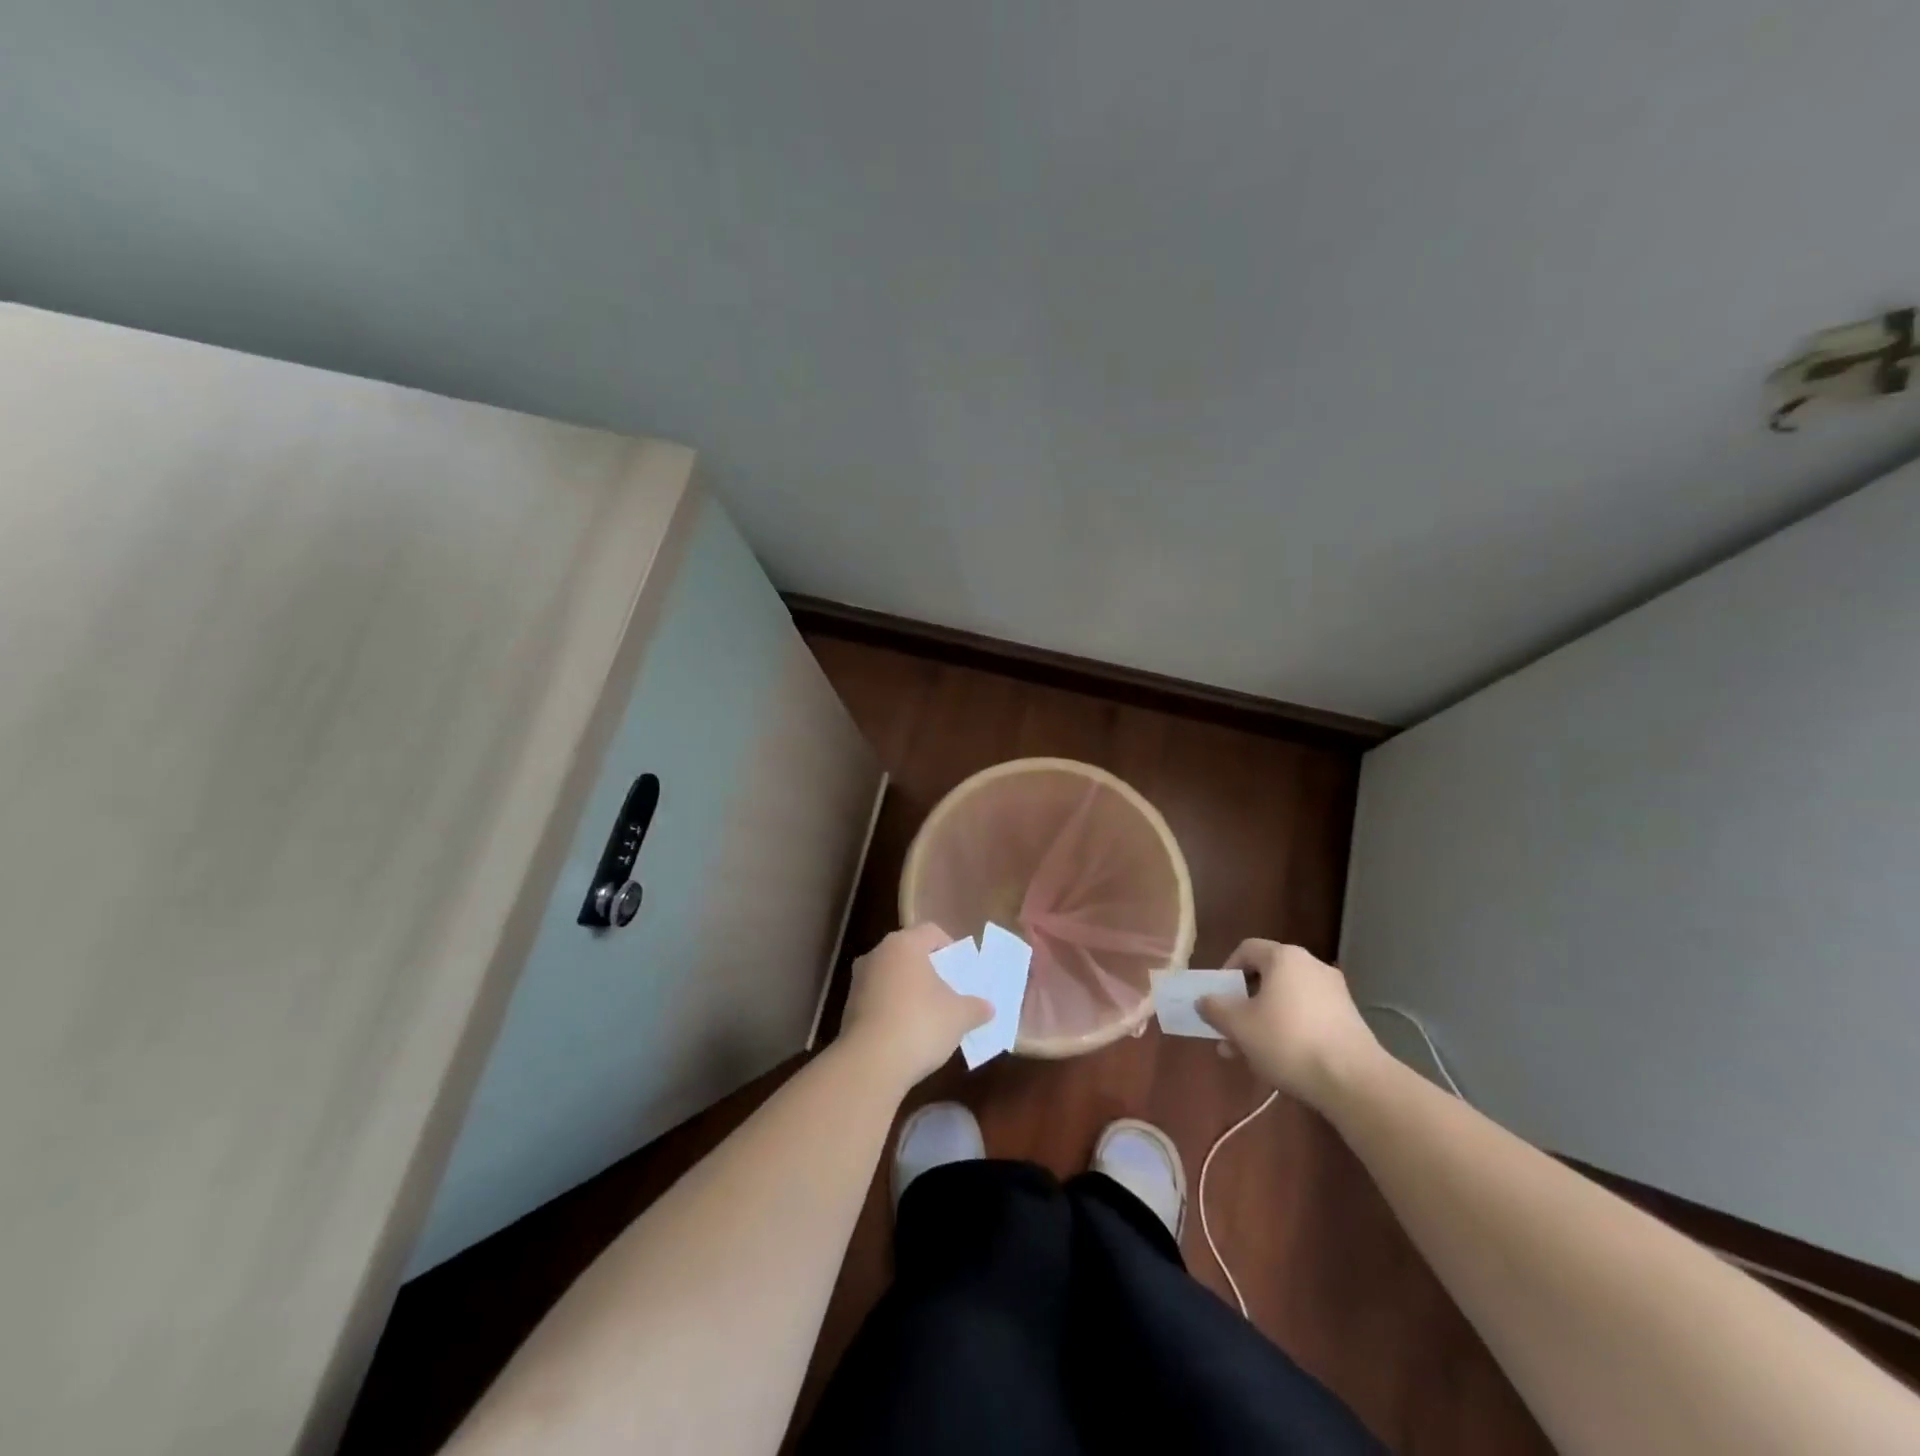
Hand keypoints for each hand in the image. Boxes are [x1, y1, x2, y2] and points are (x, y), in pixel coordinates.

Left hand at [840, 924, 991, 1088]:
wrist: (870, 1063)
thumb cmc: (920, 1024)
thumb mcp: (959, 1016)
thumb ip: (976, 1007)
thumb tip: (988, 1007)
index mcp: (904, 944)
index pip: (931, 931)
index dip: (951, 947)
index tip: (962, 971)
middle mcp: (877, 954)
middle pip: (910, 953)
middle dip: (930, 971)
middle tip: (949, 992)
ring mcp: (859, 981)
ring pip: (892, 977)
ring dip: (910, 991)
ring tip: (930, 1016)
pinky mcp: (848, 1008)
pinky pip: (878, 1000)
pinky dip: (893, 1009)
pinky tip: (907, 1033)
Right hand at [1197, 940, 1381, 1105]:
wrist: (1354, 1081)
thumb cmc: (1288, 1041)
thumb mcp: (1239, 1026)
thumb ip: (1215, 1009)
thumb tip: (1204, 1000)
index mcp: (1284, 958)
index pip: (1247, 949)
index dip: (1227, 969)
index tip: (1219, 997)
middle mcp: (1311, 966)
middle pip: (1267, 976)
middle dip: (1244, 1004)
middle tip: (1230, 1030)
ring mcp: (1335, 993)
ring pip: (1286, 999)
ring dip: (1264, 1020)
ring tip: (1249, 1053)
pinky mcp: (1349, 1019)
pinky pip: (1308, 1015)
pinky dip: (1290, 1029)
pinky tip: (1281, 1060)